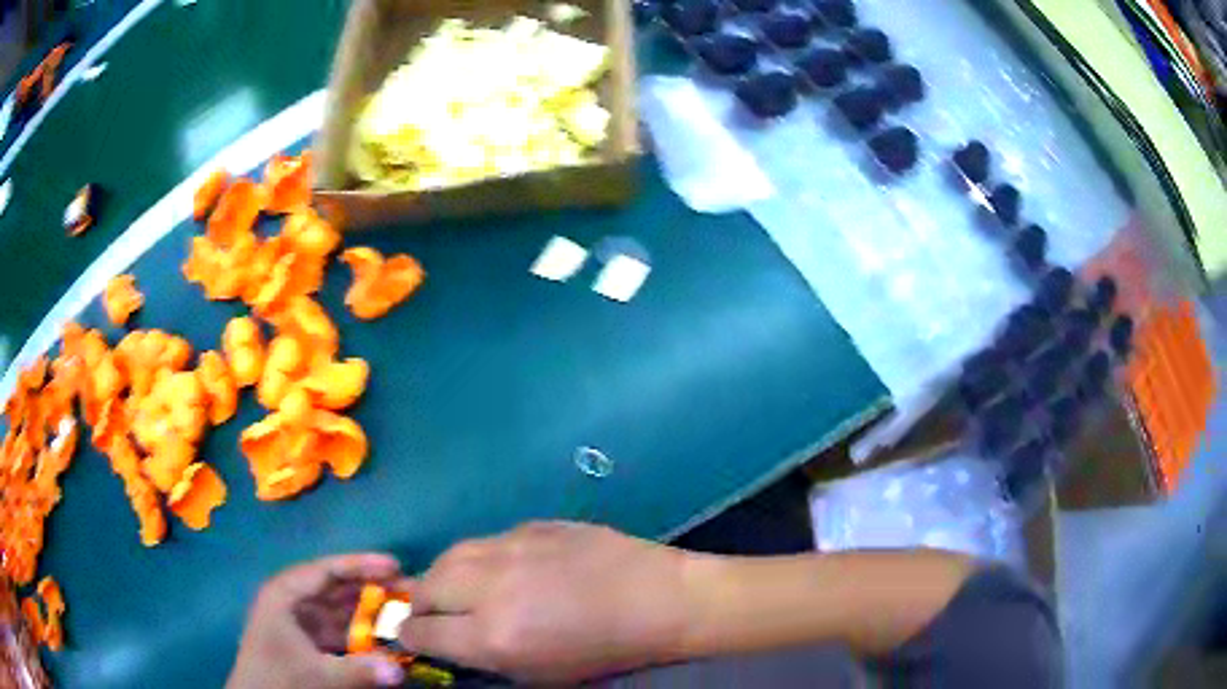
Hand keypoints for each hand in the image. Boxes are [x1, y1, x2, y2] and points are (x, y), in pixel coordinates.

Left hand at [228, 553, 406, 688]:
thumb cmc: (278, 680)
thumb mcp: (317, 676)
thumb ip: (359, 672)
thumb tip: (402, 671)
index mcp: (284, 594)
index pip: (325, 570)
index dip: (360, 565)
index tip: (395, 566)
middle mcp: (291, 601)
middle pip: (335, 586)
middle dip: (370, 588)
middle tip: (408, 590)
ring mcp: (299, 622)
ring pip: (339, 609)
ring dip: (368, 611)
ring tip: (402, 611)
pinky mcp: (307, 642)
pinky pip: (339, 631)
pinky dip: (361, 633)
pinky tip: (384, 639)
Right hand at [400, 522, 688, 683]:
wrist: (658, 600)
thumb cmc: (604, 651)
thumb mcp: (539, 674)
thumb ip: (484, 657)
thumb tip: (448, 640)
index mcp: (493, 635)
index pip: (421, 630)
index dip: (411, 636)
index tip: (413, 637)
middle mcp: (490, 588)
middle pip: (425, 586)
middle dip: (419, 603)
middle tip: (432, 613)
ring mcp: (510, 548)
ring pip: (449, 556)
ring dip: (443, 576)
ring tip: (456, 589)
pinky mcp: (531, 525)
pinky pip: (487, 542)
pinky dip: (479, 559)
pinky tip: (499, 570)